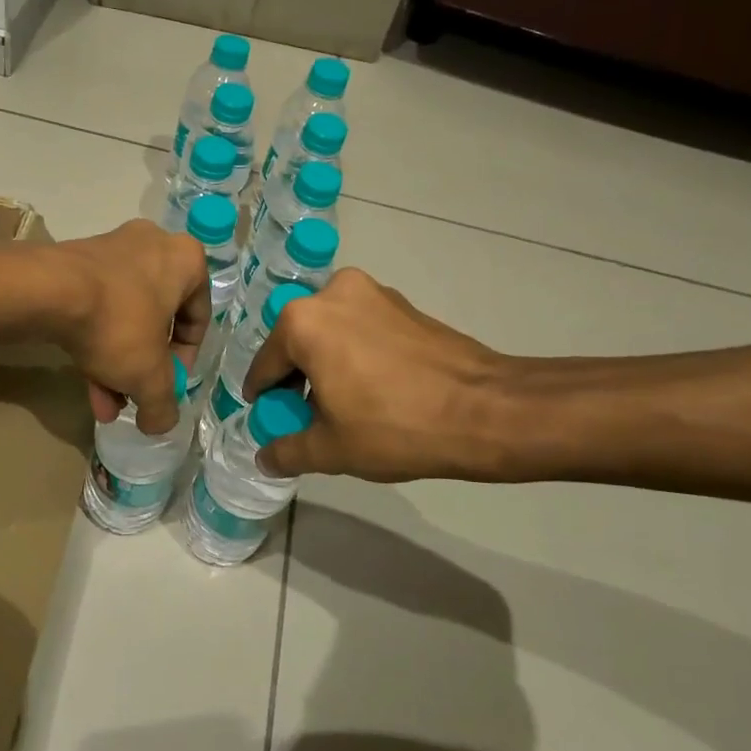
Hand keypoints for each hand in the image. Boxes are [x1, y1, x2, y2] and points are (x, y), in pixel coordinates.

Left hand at [52, 220, 210, 432]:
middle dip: (143, 368)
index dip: (184, 361)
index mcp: (185, 260)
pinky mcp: (76, 262)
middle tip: (133, 398)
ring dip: (117, 363)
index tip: (168, 387)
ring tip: (105, 404)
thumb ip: (163, 405)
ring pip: (125, 317)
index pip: (198, 318)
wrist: (47, 291)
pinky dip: (96, 342)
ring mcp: (112, 250)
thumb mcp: (149, 376)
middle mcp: (152, 246)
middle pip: (157, 321)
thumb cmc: (118, 323)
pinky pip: (98, 306)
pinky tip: (87, 384)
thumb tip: (160, 424)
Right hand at [242, 269, 531, 481]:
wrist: (487, 411)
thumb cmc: (396, 427)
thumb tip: (264, 458)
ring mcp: (372, 292)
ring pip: (331, 333)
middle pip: (298, 343)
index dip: (263, 398)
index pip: (265, 365)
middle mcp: (331, 294)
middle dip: (297, 379)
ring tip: (344, 405)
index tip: (269, 420)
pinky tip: (374, 388)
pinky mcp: (403, 303)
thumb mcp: (331, 449)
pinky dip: (356, 353)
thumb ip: (287, 451)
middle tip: (309, 417)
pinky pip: (361, 328)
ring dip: (327, 364)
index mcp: (302, 322)